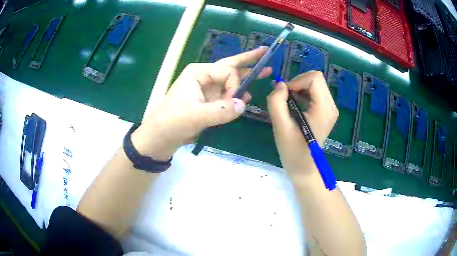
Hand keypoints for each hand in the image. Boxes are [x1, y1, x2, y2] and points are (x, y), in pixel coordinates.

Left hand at [132, 47, 272, 160]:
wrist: (162, 136)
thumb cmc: (173, 121)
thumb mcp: (196, 116)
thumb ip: (221, 111)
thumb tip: (243, 104)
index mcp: (199, 73)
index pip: (227, 72)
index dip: (234, 85)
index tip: (233, 101)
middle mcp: (204, 77)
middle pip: (230, 66)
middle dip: (248, 60)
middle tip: (265, 52)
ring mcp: (207, 90)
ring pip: (231, 80)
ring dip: (247, 76)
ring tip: (265, 71)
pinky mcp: (209, 102)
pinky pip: (228, 96)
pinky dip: (238, 95)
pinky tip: (248, 95)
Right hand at [267, 71, 337, 173]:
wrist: (304, 167)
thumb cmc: (292, 150)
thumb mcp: (280, 126)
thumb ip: (276, 102)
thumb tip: (280, 84)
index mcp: (324, 110)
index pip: (315, 78)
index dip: (297, 81)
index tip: (286, 95)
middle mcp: (331, 106)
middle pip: (316, 78)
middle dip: (298, 84)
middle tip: (287, 99)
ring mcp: (331, 109)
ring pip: (315, 84)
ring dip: (300, 89)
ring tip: (291, 104)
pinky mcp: (327, 111)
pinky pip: (316, 92)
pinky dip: (304, 94)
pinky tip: (297, 106)